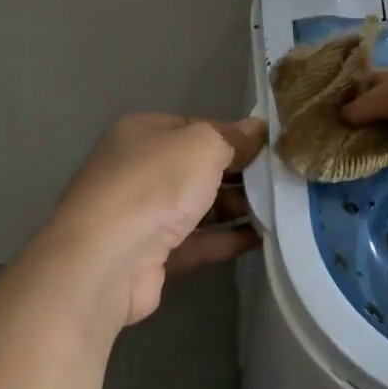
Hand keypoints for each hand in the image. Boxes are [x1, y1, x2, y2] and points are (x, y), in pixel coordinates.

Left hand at [34, 113, 266, 335]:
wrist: (105, 261)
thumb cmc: (154, 185)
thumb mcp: (202, 145)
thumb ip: (233, 136)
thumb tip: (258, 128)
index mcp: (144, 133)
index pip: (197, 127)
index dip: (234, 135)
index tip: (271, 147)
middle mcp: (140, 169)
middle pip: (199, 167)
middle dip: (239, 173)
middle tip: (282, 178)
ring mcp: (144, 214)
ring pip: (200, 205)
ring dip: (238, 206)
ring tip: (282, 207)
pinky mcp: (153, 255)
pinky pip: (199, 241)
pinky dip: (228, 238)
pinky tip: (264, 237)